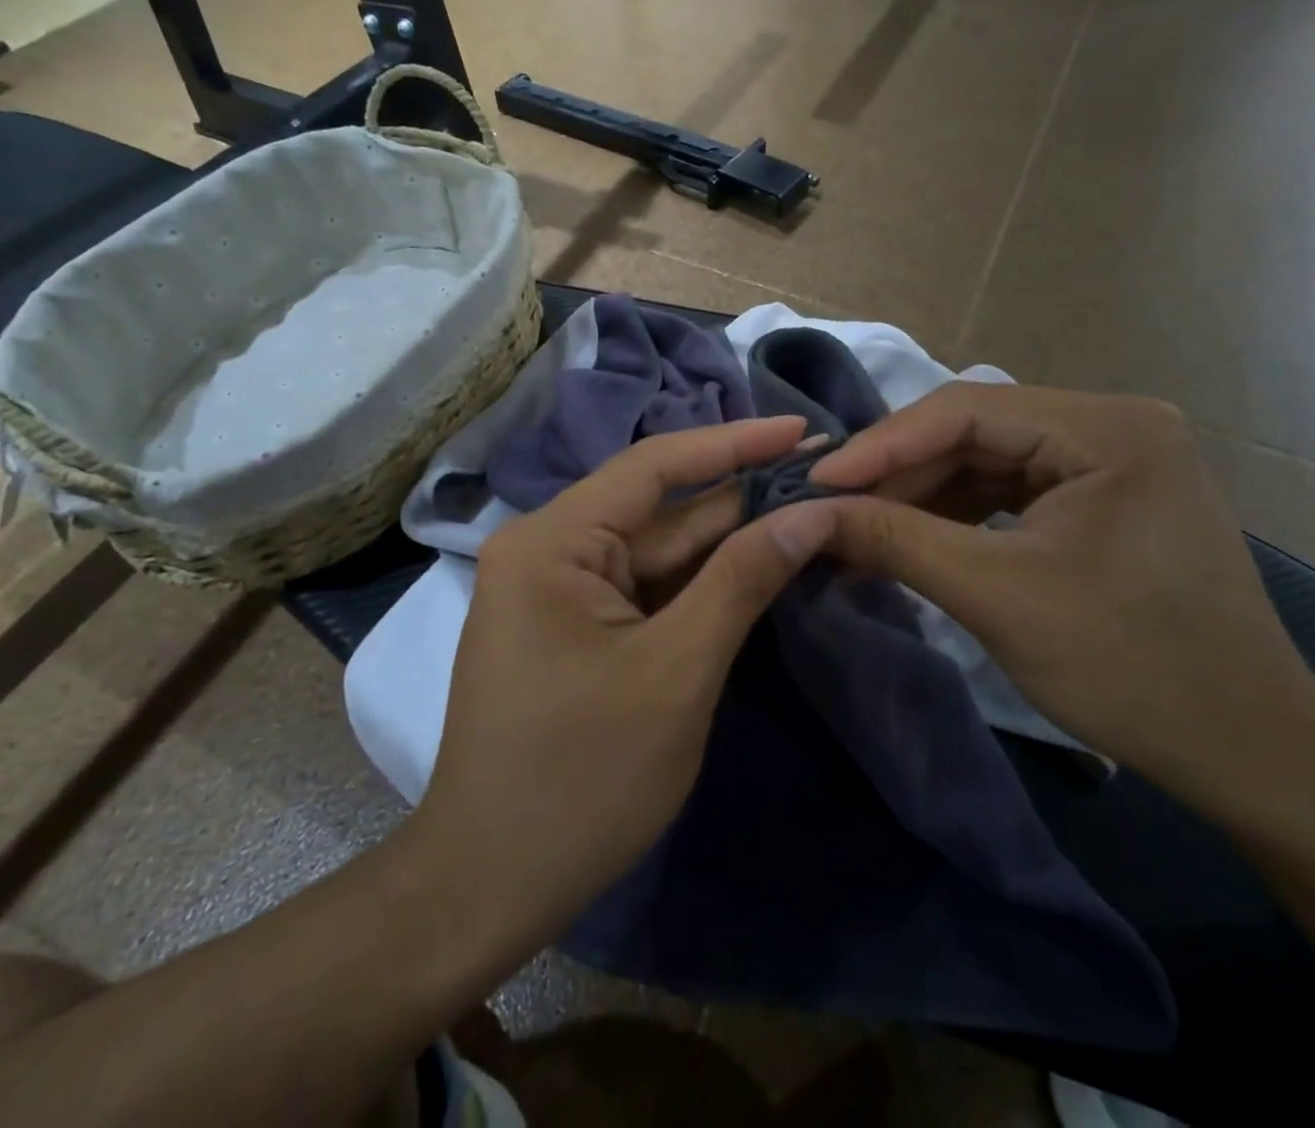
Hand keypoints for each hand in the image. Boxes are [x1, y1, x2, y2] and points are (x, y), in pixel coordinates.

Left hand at [408, 417, 835, 948]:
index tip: (802, 430)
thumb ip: (742, 580)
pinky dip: (698, 584)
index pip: (654, 467)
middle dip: (741, 499)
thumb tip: (812, 511)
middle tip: (824, 480)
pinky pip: (644, 589)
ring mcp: (557, 590)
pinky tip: (756, 567)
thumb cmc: (581, 779)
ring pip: (656, 552)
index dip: (734, 443)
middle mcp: (547, 548)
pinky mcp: (572, 626)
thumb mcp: (677, 672)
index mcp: (552, 541)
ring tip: (806, 513)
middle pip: (660, 511)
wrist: (489, 885)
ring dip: (726, 542)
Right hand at [807, 385, 1314, 806]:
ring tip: (859, 529)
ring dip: (920, 495)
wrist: (1249, 753)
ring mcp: (1110, 462)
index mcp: (1108, 429)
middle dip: (899, 473)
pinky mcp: (1102, 500)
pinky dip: (955, 516)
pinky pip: (1009, 491)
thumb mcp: (997, 596)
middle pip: (975, 432)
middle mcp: (1112, 426)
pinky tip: (911, 541)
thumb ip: (895, 541)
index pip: (966, 410)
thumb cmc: (1131, 667)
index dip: (882, 445)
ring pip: (986, 461)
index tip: (816, 482)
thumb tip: (806, 515)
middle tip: (831, 508)